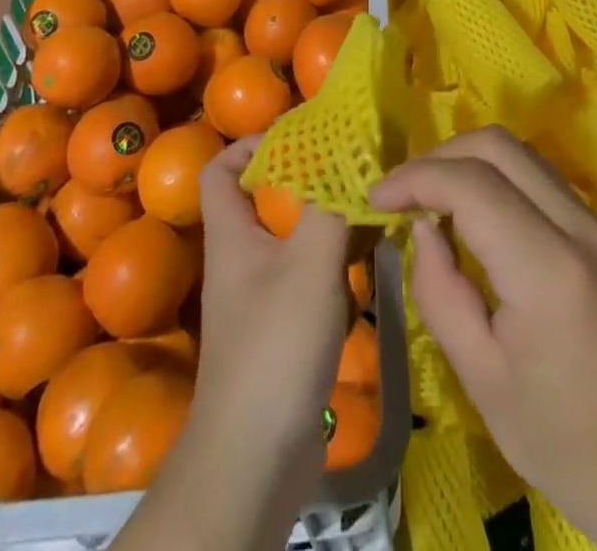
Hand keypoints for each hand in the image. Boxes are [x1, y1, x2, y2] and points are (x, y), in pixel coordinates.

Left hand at [137, 137, 350, 550]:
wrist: (255, 461)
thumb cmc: (274, 348)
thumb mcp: (309, 263)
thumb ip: (330, 205)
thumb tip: (350, 153)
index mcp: (233, 235)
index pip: (220, 169)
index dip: (251, 145)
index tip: (299, 135)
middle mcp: (244, 258)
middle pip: (268, 198)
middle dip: (308, 175)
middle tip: (353, 162)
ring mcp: (265, 294)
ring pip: (296, 234)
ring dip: (331, 214)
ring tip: (374, 198)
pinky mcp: (288, 326)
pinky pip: (313, 271)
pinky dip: (340, 255)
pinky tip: (376, 251)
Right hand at [368, 127, 596, 545]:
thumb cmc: (564, 441)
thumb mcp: (482, 380)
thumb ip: (441, 293)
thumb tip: (422, 227)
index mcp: (548, 271)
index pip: (472, 185)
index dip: (416, 178)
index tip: (376, 197)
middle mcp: (578, 227)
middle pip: (498, 146)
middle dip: (439, 156)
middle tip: (401, 193)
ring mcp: (596, 223)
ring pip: (521, 153)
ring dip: (468, 160)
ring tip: (429, 198)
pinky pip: (539, 176)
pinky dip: (496, 175)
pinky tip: (472, 212)